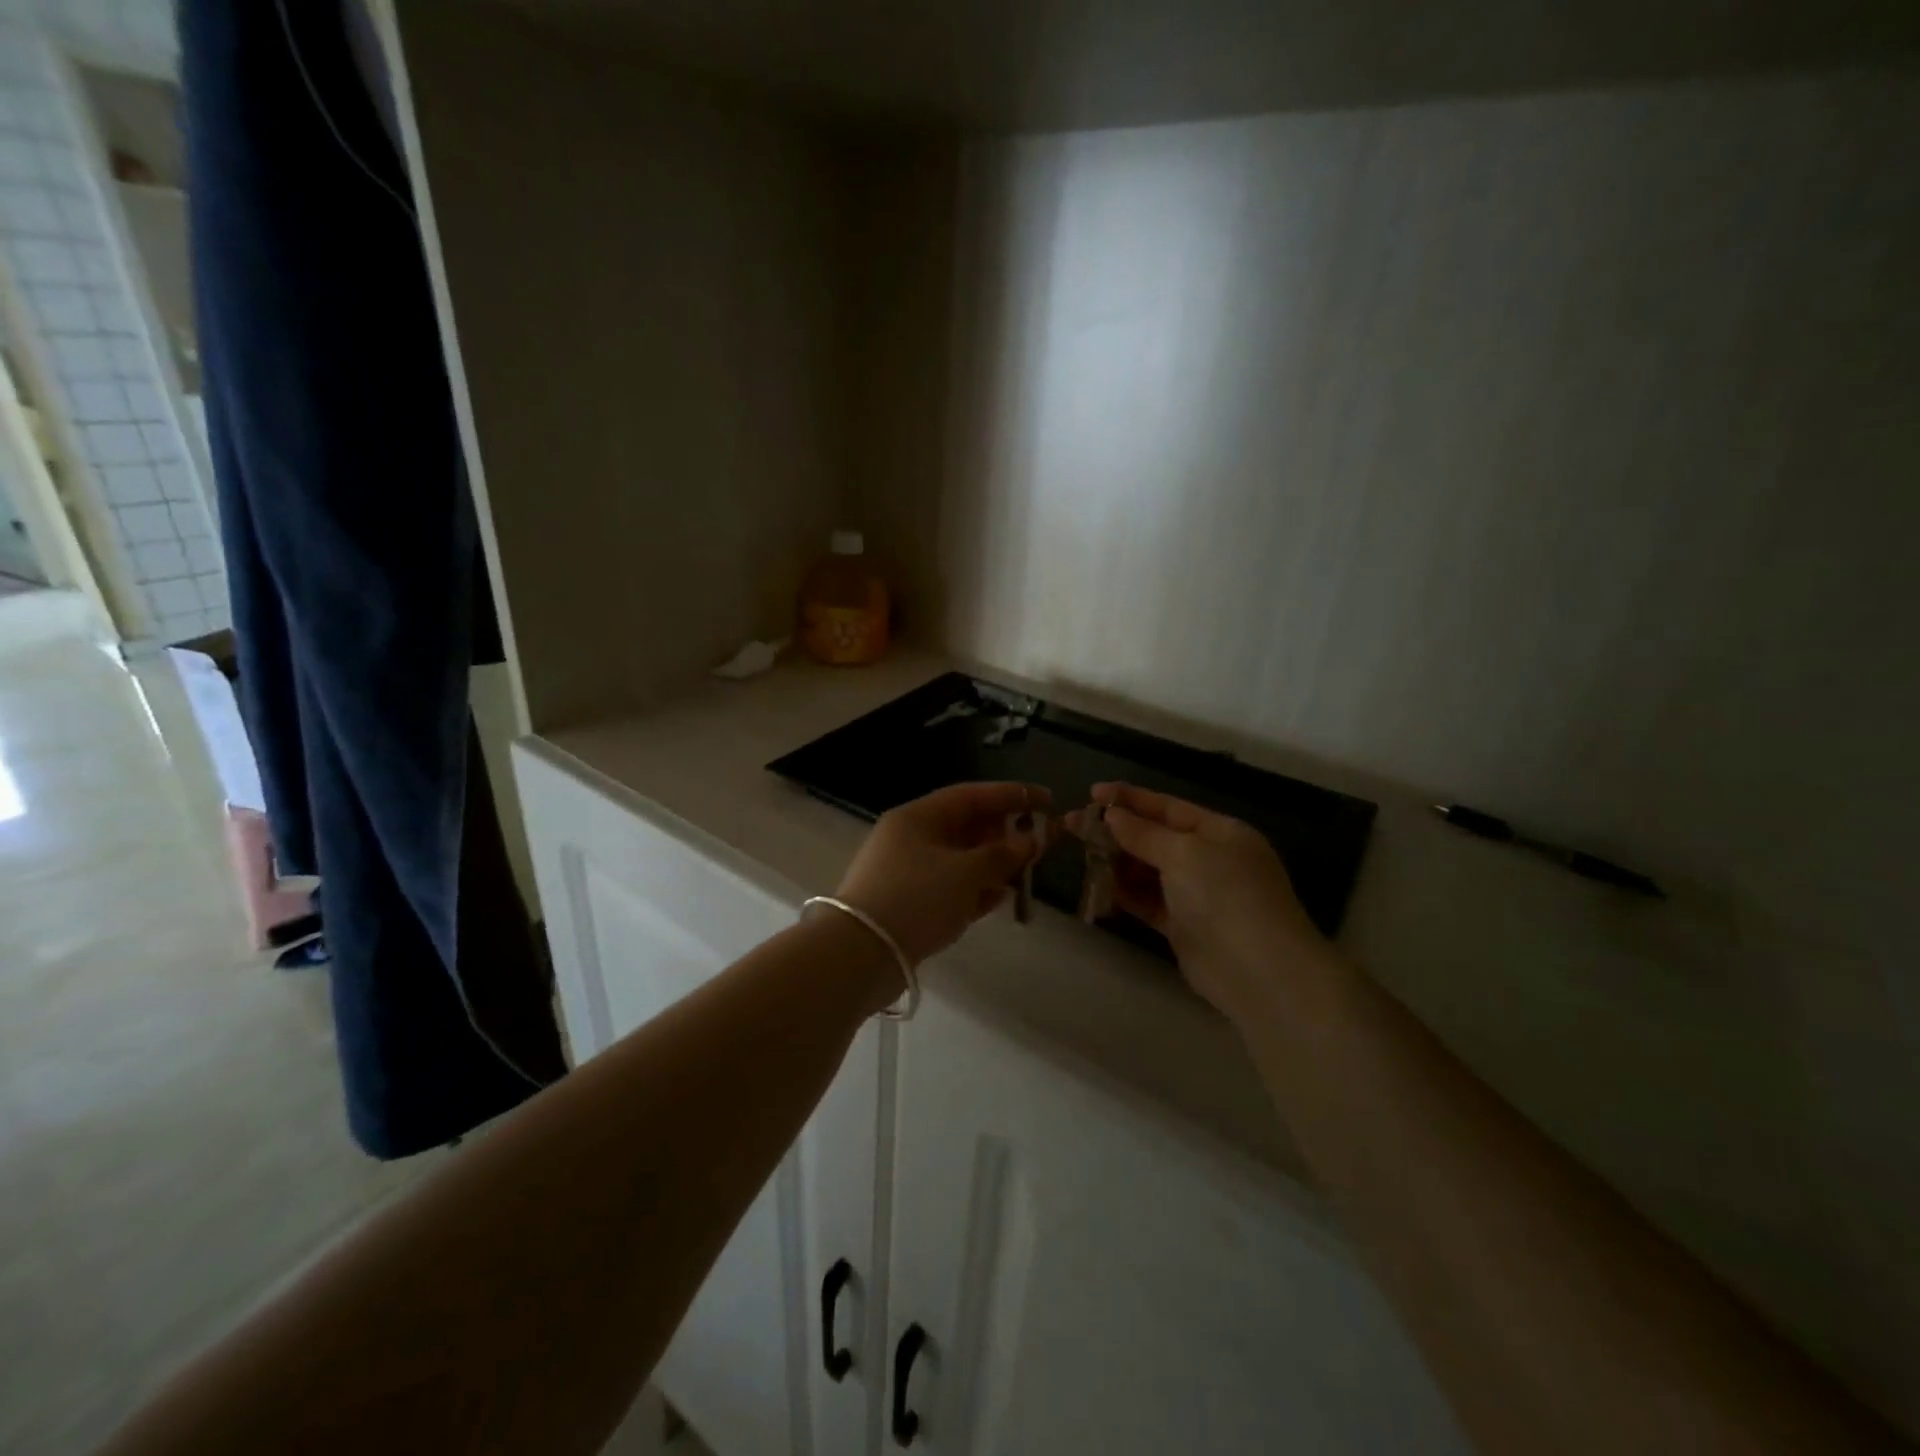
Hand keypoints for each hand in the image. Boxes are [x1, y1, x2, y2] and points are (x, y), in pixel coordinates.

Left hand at [835, 782, 1048, 968]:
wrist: (860, 954)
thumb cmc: (916, 898)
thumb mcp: (965, 873)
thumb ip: (1002, 855)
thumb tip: (1029, 842)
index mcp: (918, 817)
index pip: (971, 795)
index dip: (1012, 795)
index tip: (1047, 801)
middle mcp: (910, 838)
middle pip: (965, 826)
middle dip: (1003, 833)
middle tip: (1039, 843)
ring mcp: (907, 872)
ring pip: (959, 859)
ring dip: (993, 864)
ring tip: (1025, 872)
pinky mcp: (908, 903)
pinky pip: (950, 887)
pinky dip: (975, 889)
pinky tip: (1001, 898)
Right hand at [1068, 783, 1329, 1016]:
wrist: (1258, 971)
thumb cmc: (1225, 895)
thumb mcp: (1184, 853)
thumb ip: (1144, 834)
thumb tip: (1112, 815)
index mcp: (1220, 832)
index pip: (1168, 808)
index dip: (1130, 799)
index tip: (1092, 792)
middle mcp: (1210, 859)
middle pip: (1155, 838)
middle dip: (1116, 831)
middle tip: (1073, 824)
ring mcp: (1196, 894)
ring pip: (1147, 870)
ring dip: (1116, 861)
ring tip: (1080, 853)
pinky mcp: (1183, 926)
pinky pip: (1147, 901)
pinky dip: (1124, 893)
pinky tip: (1097, 885)